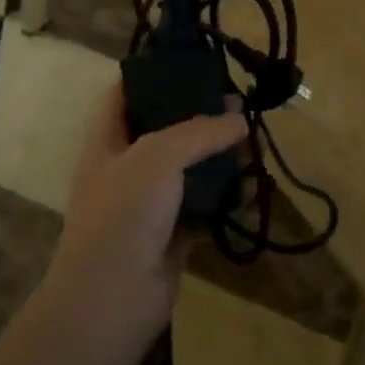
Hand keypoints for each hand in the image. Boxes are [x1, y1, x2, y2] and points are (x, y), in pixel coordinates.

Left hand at [46, 84, 246, 348]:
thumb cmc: (124, 214)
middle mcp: (127, 166)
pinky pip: (206, 205)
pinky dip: (229, 198)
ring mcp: (150, 202)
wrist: (111, 301)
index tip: (191, 63)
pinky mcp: (173, 233)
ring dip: (223, 159)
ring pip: (191, 169)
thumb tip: (239, 119)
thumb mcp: (158, 156)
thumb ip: (200, 131)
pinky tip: (254, 191)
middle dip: (203, 117)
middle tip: (240, 108)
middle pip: (167, 129)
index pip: (124, 93)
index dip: (152, 74)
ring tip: (256, 148)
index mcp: (108, 140)